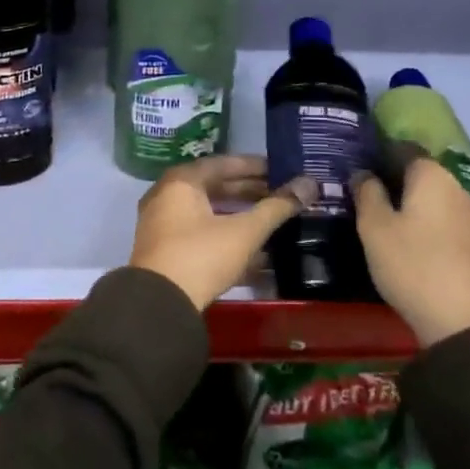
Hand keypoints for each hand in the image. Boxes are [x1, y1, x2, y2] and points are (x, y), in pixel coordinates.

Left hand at [130, 156, 317, 310]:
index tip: (281, 170)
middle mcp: (167, 196)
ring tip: (272, 220)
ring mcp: (163, 224)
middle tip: (281, 195)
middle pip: (215, 188)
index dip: (255, 167)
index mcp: (182, 181)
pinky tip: (256, 252)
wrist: (160, 304)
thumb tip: (310, 184)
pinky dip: (226, 237)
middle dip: (249, 192)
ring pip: (209, 213)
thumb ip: (277, 207)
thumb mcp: (244, 231)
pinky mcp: (166, 251)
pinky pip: (201, 234)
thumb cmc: (201, 255)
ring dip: (240, 217)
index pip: (223, 164)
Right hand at [355, 157, 469, 346]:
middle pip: (421, 175)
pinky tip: (409, 243)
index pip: (404, 150)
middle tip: (365, 197)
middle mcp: (458, 188)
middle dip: (395, 182)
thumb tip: (363, 173)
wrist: (465, 322)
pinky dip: (427, 225)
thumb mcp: (375, 228)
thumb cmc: (412, 264)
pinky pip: (445, 222)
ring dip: (411, 206)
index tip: (358, 169)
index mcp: (432, 176)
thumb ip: (367, 194)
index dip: (380, 155)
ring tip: (384, 222)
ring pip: (434, 200)